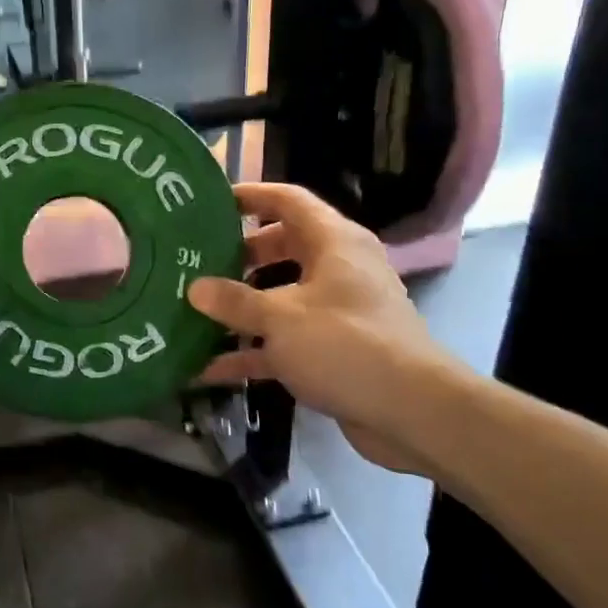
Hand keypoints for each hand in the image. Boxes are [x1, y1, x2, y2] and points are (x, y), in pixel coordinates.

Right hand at [188, 183, 462, 474]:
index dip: (251, 196)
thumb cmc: (346, 345)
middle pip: (281, 248)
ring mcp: (336, 311)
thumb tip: (194, 287)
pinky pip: (284, 340)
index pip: (289, 201)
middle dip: (239, 255)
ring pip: (280, 296)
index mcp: (333, 243)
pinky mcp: (333, 350)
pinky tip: (210, 368)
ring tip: (195, 310)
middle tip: (197, 260)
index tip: (212, 201)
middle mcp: (337, 269)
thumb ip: (234, 301)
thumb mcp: (281, 318)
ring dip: (241, 307)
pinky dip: (252, 351)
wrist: (412, 411)